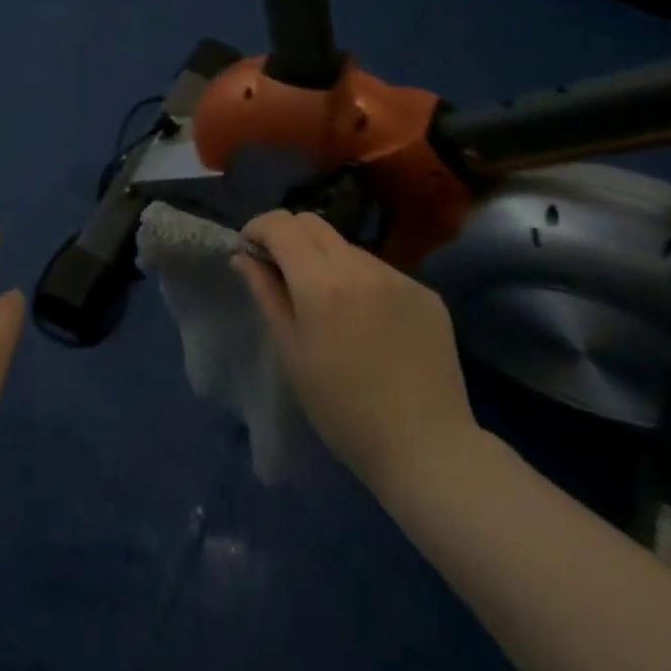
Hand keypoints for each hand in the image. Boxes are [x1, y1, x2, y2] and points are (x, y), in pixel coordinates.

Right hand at [234, 211, 480, 492]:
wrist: (426, 447)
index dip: (259, 228)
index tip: (250, 248)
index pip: (282, 225)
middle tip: (282, 270)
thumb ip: (266, 294)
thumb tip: (244, 257)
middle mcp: (361, 266)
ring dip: (328, 261)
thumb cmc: (342, 409)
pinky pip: (382, 272)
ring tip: (330, 304)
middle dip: (289, 236)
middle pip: (314, 223)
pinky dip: (363, 283)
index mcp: (322, 283)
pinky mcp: (426, 293)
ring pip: (348, 247)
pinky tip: (369, 323)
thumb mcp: (292, 353)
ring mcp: (399, 277)